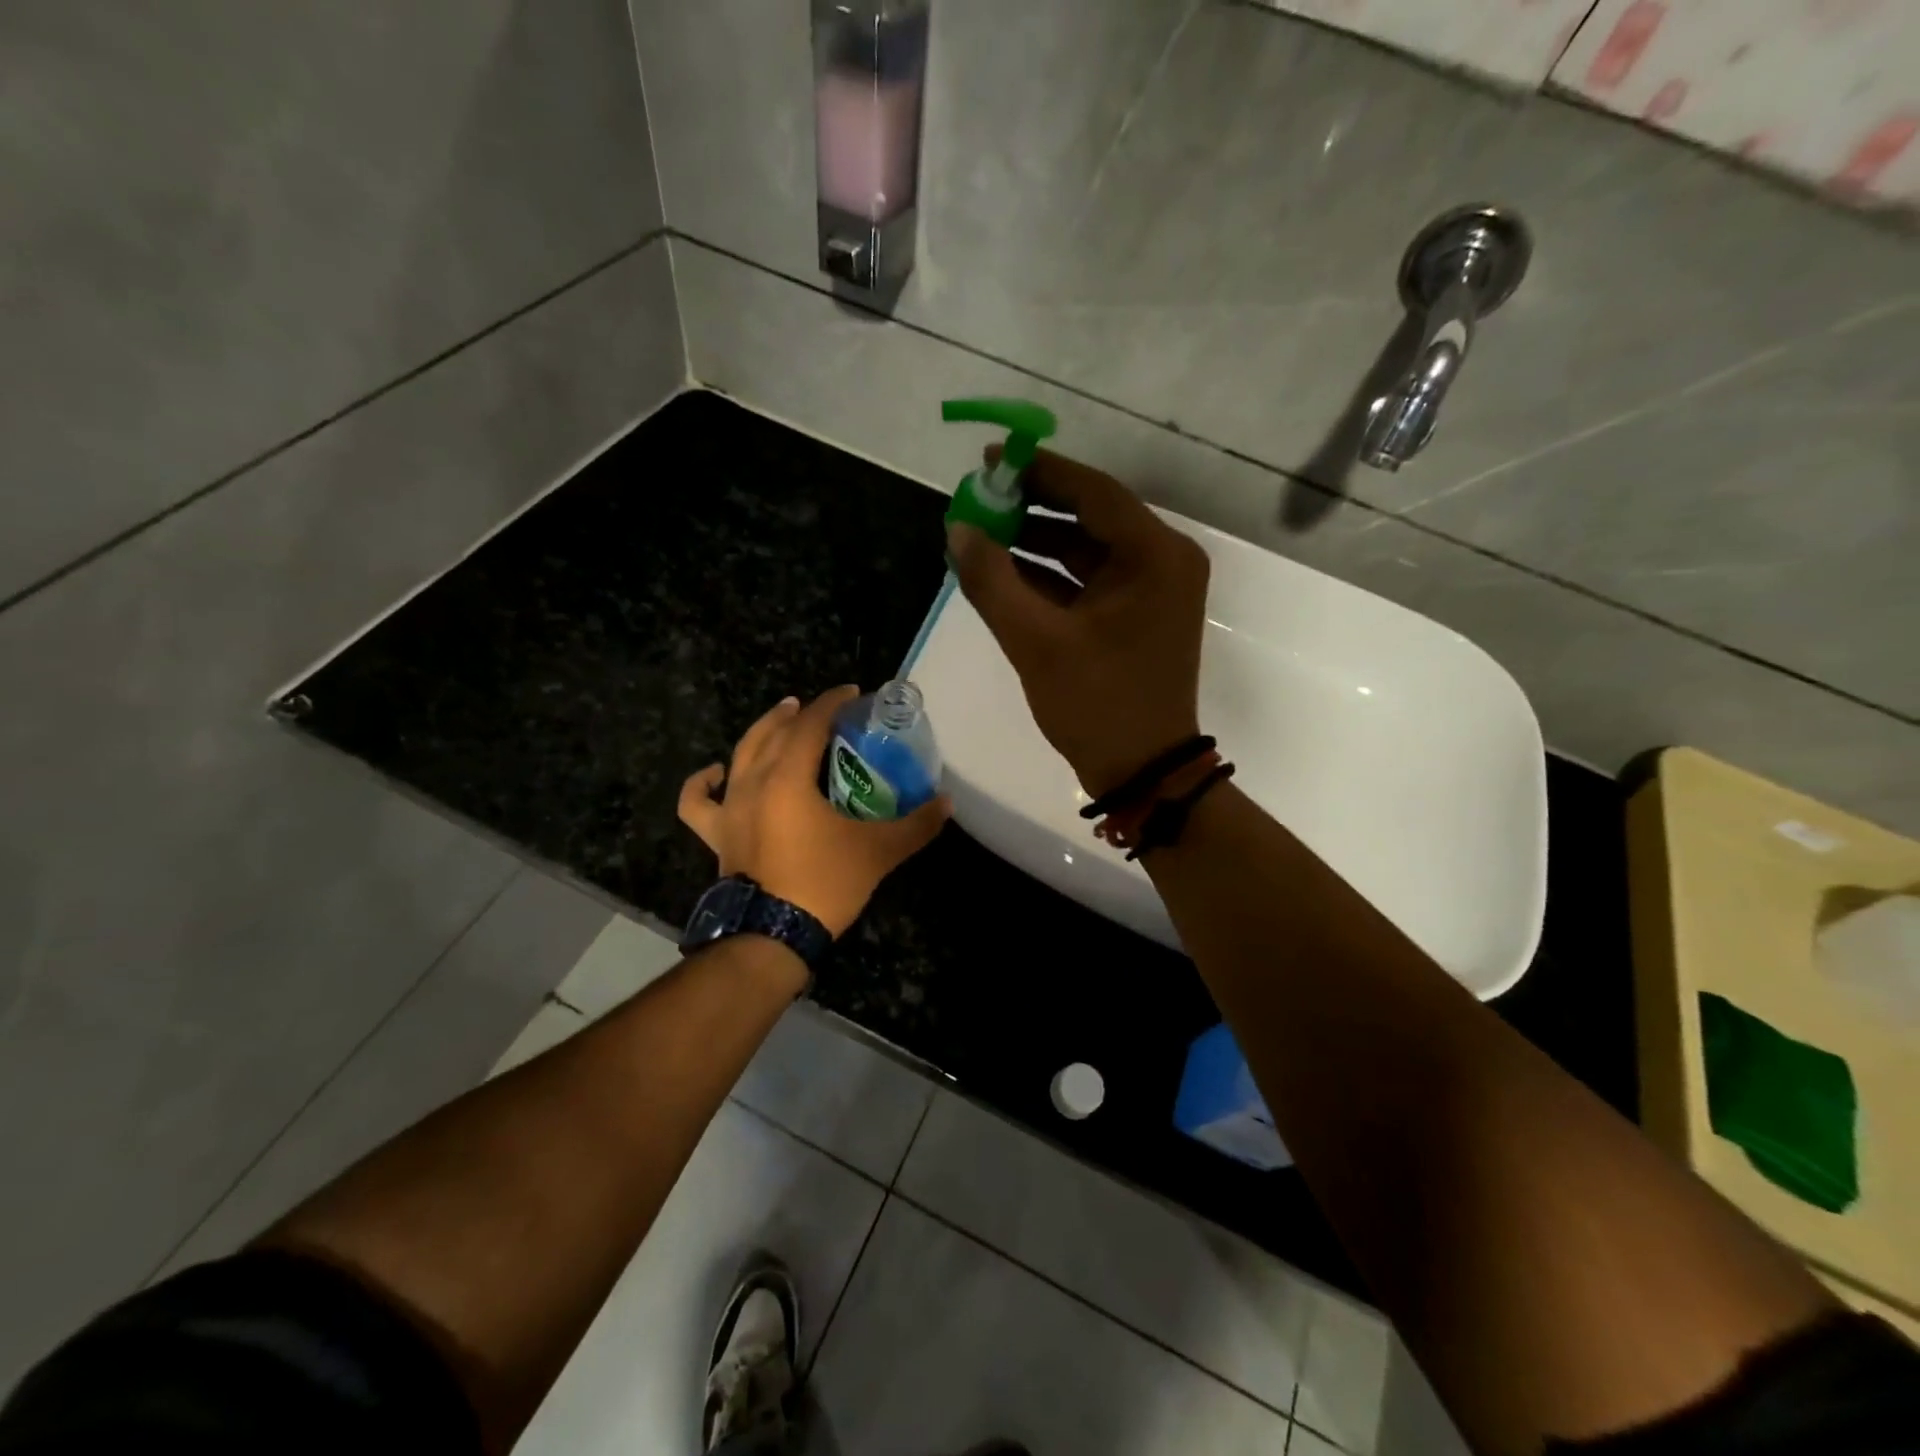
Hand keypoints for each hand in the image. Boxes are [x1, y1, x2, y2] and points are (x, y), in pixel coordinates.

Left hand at [678, 687, 951, 937]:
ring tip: (780, 719)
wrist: (771, 936)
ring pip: (741, 754)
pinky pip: (699, 802)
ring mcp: (730, 808)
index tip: (853, 693)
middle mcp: (753, 782)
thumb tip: (947, 803)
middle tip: (822, 707)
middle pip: (774, 731)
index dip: (832, 702)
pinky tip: (718, 772)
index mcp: (789, 778)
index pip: (810, 724)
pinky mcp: (717, 834)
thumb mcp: (878, 852)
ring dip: (762, 731)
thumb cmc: (823, 884)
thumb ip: (916, 825)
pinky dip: (704, 783)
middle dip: (799, 712)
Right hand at [946, 448, 1208, 797]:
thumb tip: (957, 529)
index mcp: (1154, 556)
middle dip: (1031, 507)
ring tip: (980, 533)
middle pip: (1090, 516)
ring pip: (1086, 549)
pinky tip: (1002, 572)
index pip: (1092, 492)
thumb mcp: (1036, 642)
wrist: (1142, 771)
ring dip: (1035, 542)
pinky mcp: (1137, 614)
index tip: (991, 458)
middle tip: (979, 498)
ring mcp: (1152, 590)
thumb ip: (992, 581)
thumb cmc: (1097, 704)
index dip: (1039, 471)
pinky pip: (1088, 580)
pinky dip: (1049, 576)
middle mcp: (1162, 562)